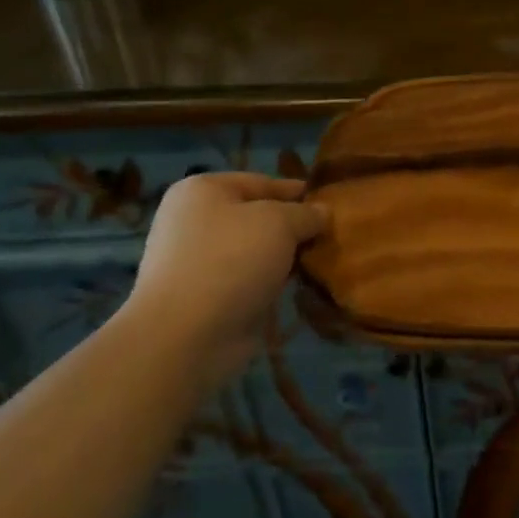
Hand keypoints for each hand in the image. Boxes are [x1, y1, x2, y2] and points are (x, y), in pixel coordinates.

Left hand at [129, 173, 328, 381]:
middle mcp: (196, 222)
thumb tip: (322, 212)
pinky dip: (273, 282)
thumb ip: (305, 213)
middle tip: (333, 234)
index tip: (331, 200)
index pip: (262, 182)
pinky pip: (250, 280)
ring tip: (324, 259)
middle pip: (258, 217)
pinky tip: (302, 285)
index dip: (297, 191)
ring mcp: (199, 262)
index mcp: (203, 191)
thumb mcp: (279, 222)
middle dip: (294, 227)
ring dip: (286, 257)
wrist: (185, 336)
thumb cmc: (231, 260)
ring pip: (256, 250)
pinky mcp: (208, 297)